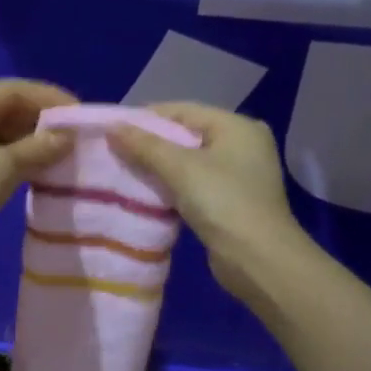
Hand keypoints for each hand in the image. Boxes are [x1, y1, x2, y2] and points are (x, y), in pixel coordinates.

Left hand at [0, 79, 76, 277]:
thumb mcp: (3, 168)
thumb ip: (38, 148)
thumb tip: (68, 137)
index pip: (14, 89)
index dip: (50, 99)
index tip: (82, 116)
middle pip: (8, 108)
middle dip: (43, 122)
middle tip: (78, 139)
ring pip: (2, 133)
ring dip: (32, 142)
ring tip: (67, 156)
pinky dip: (18, 159)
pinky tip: (42, 172)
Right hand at [107, 102, 300, 306]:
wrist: (258, 260)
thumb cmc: (222, 202)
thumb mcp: (180, 168)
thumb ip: (144, 145)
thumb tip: (112, 126)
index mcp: (237, 126)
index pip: (183, 110)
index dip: (146, 117)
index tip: (113, 129)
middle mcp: (242, 145)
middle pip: (186, 135)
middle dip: (150, 143)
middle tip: (114, 151)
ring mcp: (239, 175)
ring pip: (189, 162)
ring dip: (159, 167)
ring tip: (124, 170)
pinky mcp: (232, 201)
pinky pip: (194, 184)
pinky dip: (172, 186)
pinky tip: (147, 192)